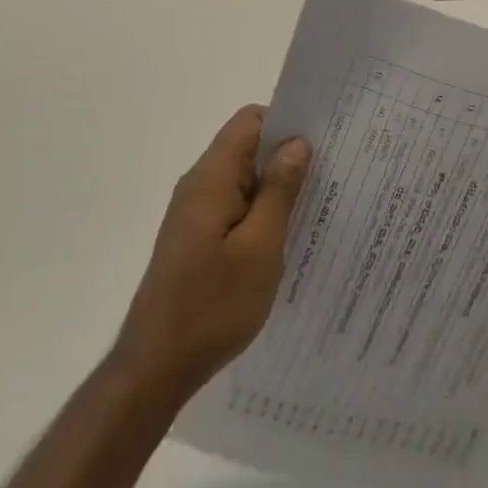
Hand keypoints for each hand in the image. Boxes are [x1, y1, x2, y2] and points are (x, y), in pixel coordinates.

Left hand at [112, 105, 310, 404]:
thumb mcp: (260, 247)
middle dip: (287, 157)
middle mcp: (199, 186)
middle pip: (247, 148)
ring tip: (317, 208)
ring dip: (276, 189)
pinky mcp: (196, 238)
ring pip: (244, 180)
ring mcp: (195, 213)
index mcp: (211, 178)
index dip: (286, 124)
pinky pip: (235, 207)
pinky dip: (262, 212)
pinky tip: (287, 238)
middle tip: (330, 178)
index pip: (249, 121)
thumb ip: (278, 190)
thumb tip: (296, 143)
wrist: (157, 366)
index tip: (322, 144)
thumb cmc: (213, 305)